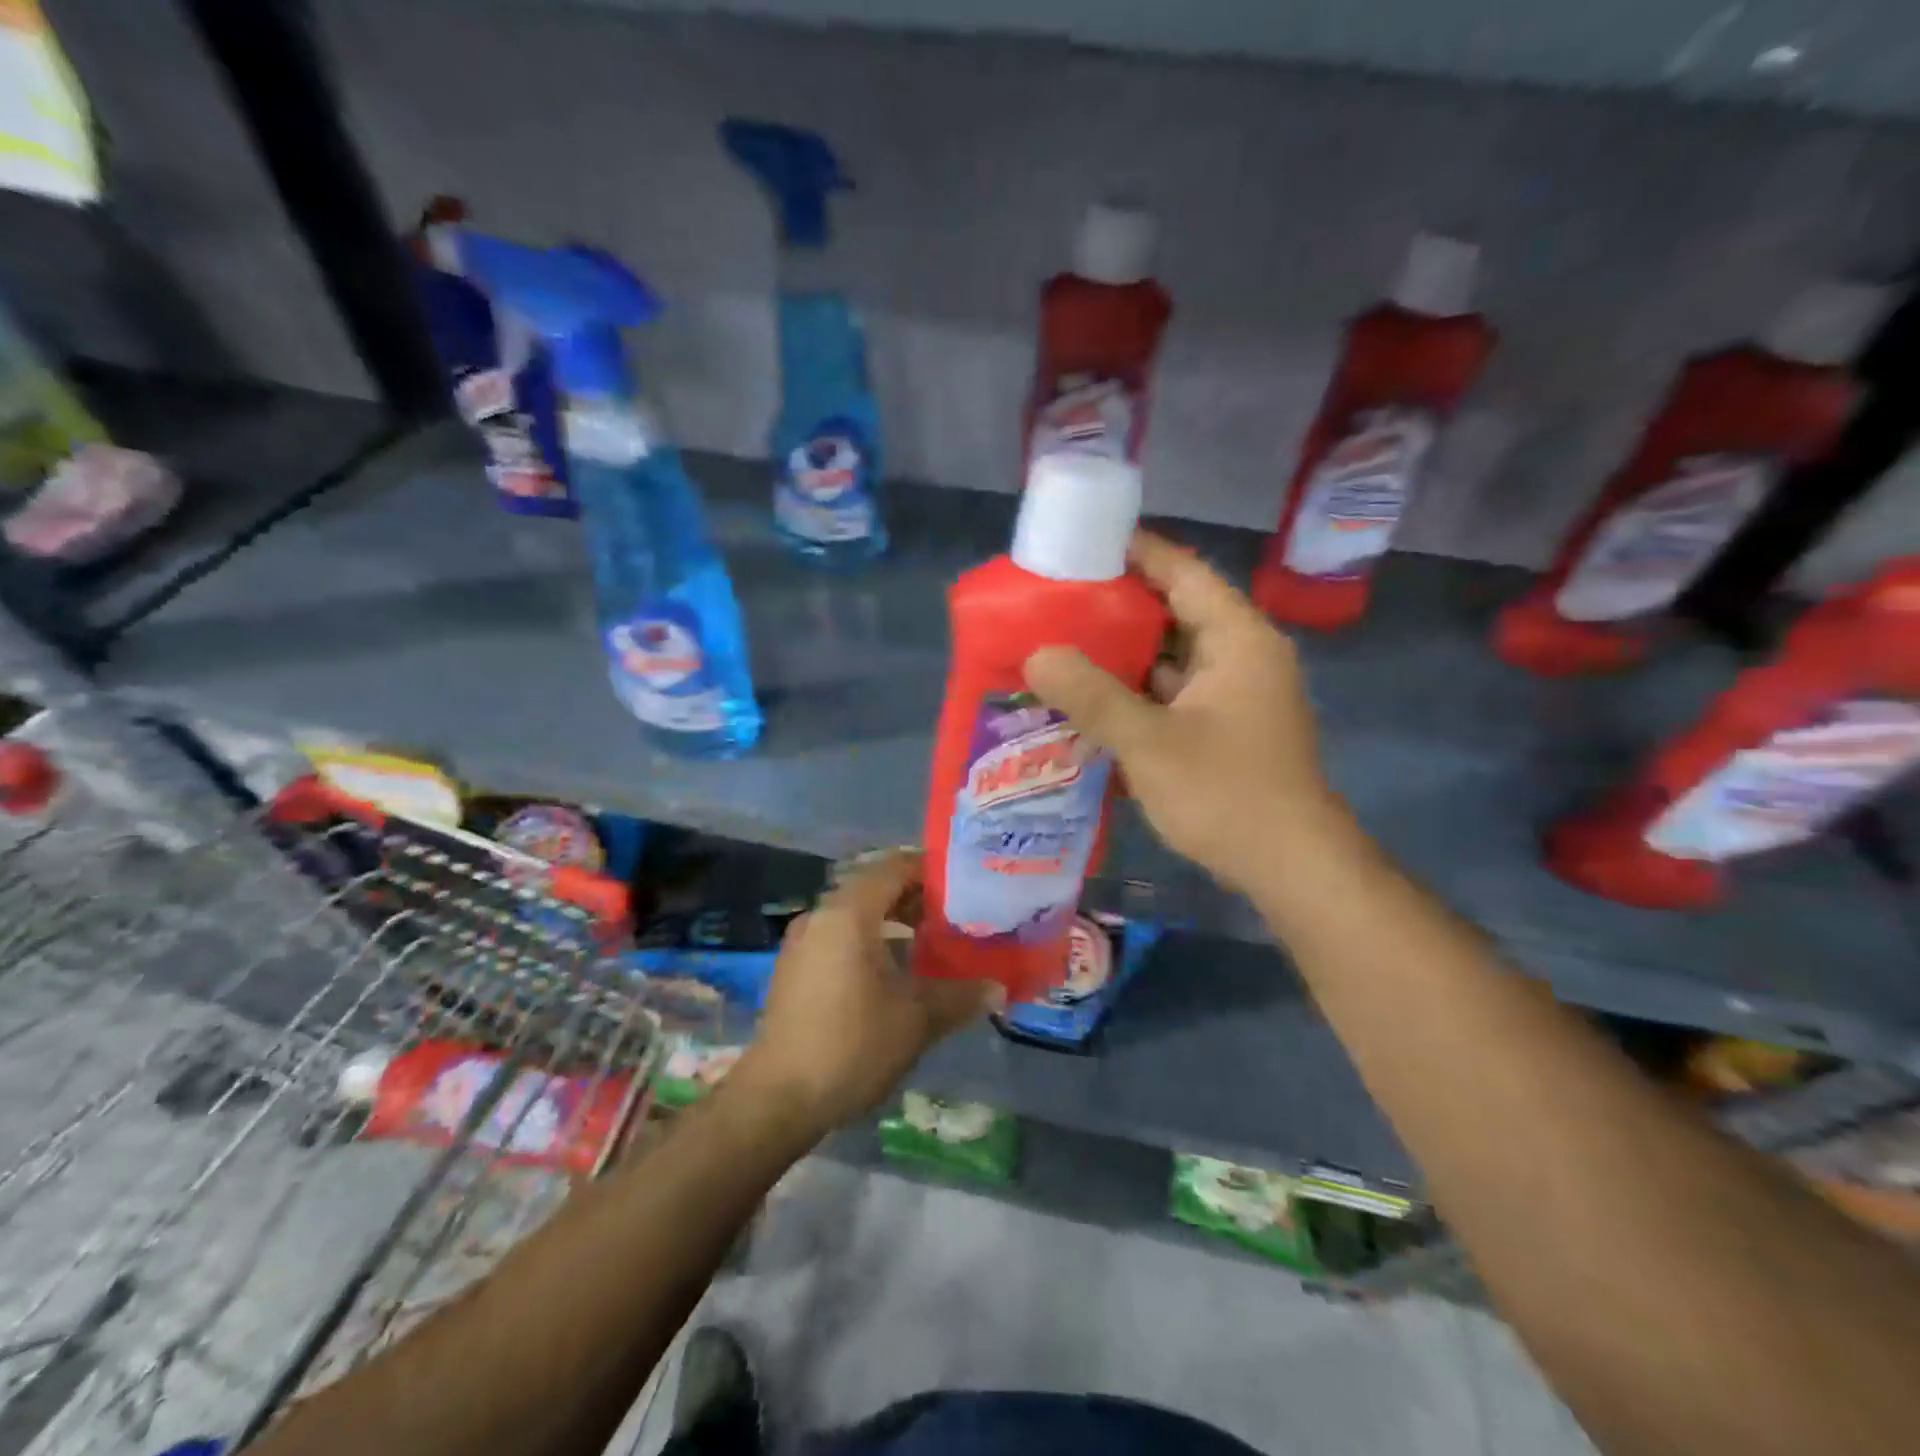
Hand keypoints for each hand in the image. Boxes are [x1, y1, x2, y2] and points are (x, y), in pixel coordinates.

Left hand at [733, 851, 997, 1134]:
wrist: (777, 1098)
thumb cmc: (851, 1045)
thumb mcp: (916, 1020)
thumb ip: (960, 996)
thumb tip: (999, 988)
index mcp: (848, 913)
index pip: (894, 866)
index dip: (931, 869)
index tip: (965, 883)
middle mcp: (821, 916)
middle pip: (874, 886)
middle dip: (916, 896)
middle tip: (956, 913)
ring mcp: (802, 941)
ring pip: (855, 913)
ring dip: (893, 920)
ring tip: (933, 940)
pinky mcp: (794, 968)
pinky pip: (839, 936)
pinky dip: (870, 939)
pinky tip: (895, 970)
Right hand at [1024, 531, 1344, 894]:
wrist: (1291, 868)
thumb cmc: (1226, 794)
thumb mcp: (1149, 742)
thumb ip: (1091, 696)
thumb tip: (1036, 655)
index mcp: (1238, 639)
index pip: (1184, 573)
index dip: (1137, 552)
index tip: (1084, 543)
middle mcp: (1241, 657)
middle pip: (1174, 612)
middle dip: (1117, 607)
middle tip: (1056, 600)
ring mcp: (1234, 696)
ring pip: (1171, 658)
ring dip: (1123, 655)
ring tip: (1062, 644)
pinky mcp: (1224, 729)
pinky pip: (1172, 694)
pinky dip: (1136, 693)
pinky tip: (1091, 699)